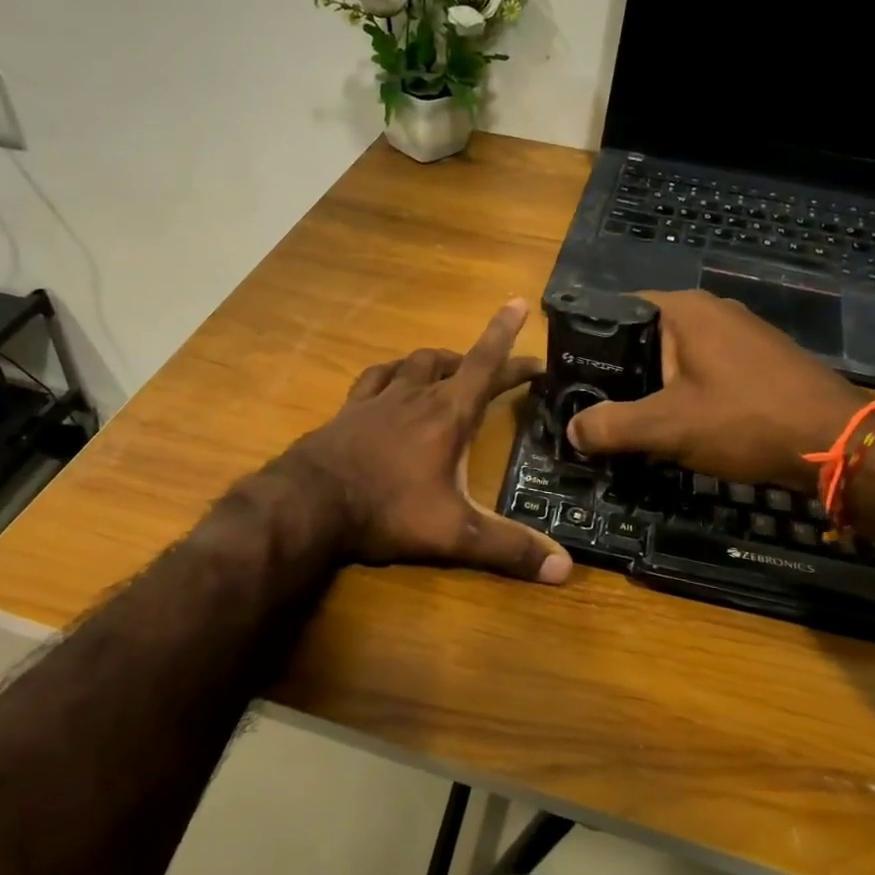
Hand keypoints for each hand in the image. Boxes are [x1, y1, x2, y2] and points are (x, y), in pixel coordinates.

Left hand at [282, 299, 571, 583]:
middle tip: (499, 369)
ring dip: (437, 361)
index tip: (518, 305)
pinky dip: (391, 373)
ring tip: (450, 367)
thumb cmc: (387, 511)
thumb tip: (565, 568)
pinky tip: (391, 380)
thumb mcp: (454, 533)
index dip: (505, 335)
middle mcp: (415, 396)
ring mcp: (378, 400)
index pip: (485, 363)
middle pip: (454, 363)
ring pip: (413, 362)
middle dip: (481, 358)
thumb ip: (508, 547)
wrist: (309, 504)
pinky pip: (375, 377)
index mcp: (448, 414)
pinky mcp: (348, 411)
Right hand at [566, 289, 869, 489]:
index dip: (591, 344)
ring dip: (655, 388)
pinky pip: (707, 372)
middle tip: (596, 408)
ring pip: (677, 359)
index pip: (618, 310)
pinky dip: (687, 395)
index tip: (573, 378)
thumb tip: (571, 430)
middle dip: (621, 374)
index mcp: (684, 310)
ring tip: (632, 422)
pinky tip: (682, 426)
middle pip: (646, 337)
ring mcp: (742, 334)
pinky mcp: (761, 361)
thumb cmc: (744, 419)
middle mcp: (713, 311)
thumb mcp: (666, 427)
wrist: (839, 442)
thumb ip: (611, 426)